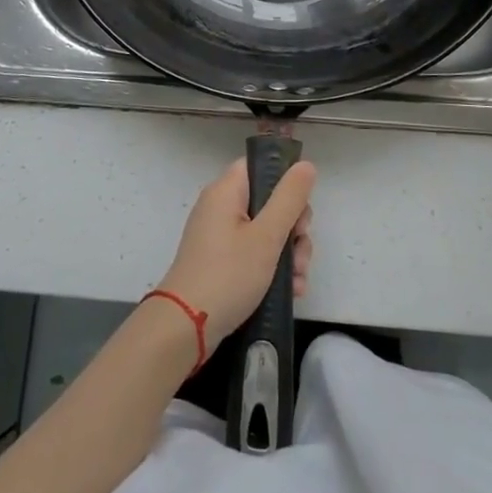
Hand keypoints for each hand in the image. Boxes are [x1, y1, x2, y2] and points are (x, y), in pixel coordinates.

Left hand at [156, 158, 315, 354]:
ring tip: (299, 281)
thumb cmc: (229, 274)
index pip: (260, 166)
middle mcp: (221, 208)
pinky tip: (291, 291)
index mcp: (226, 191)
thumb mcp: (267, 236)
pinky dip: (273, 268)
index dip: (285, 182)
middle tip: (301, 251)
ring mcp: (220, 236)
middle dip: (294, 228)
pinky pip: (254, 254)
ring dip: (289, 254)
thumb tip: (305, 165)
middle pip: (269, 202)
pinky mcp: (222, 262)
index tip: (301, 209)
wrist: (186, 327)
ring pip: (266, 232)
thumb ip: (289, 198)